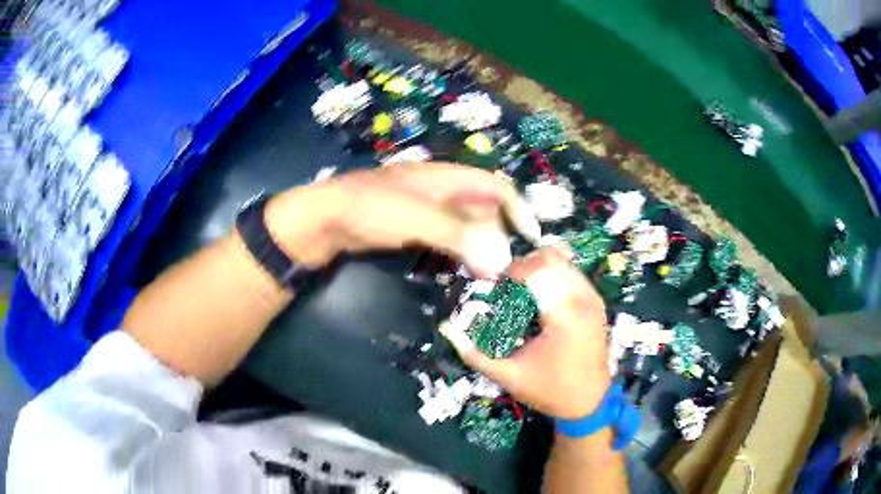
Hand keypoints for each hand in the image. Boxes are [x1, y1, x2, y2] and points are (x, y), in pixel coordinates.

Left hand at [263, 162, 539, 278]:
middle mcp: (439, 189)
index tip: (529, 238)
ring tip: (484, 274)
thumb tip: (501, 259)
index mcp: (445, 177)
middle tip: (501, 268)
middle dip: (496, 234)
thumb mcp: (418, 219)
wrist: (324, 220)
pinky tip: (456, 269)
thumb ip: (460, 235)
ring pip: (463, 224)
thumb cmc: (371, 210)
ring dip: (477, 245)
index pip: (494, 185)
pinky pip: (444, 236)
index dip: (516, 207)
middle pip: (481, 207)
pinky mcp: (409, 226)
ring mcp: (423, 208)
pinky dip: (455, 251)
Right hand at [441, 247, 611, 418]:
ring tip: (524, 289)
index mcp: (563, 315)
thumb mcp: (509, 377)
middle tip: (509, 285)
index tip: (497, 286)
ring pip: (563, 260)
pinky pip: (572, 273)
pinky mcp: (596, 302)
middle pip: (551, 257)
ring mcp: (592, 298)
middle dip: (525, 265)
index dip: (512, 271)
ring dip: (539, 268)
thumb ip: (476, 355)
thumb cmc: (550, 390)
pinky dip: (554, 275)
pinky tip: (542, 296)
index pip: (536, 270)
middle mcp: (582, 298)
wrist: (589, 400)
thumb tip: (449, 331)